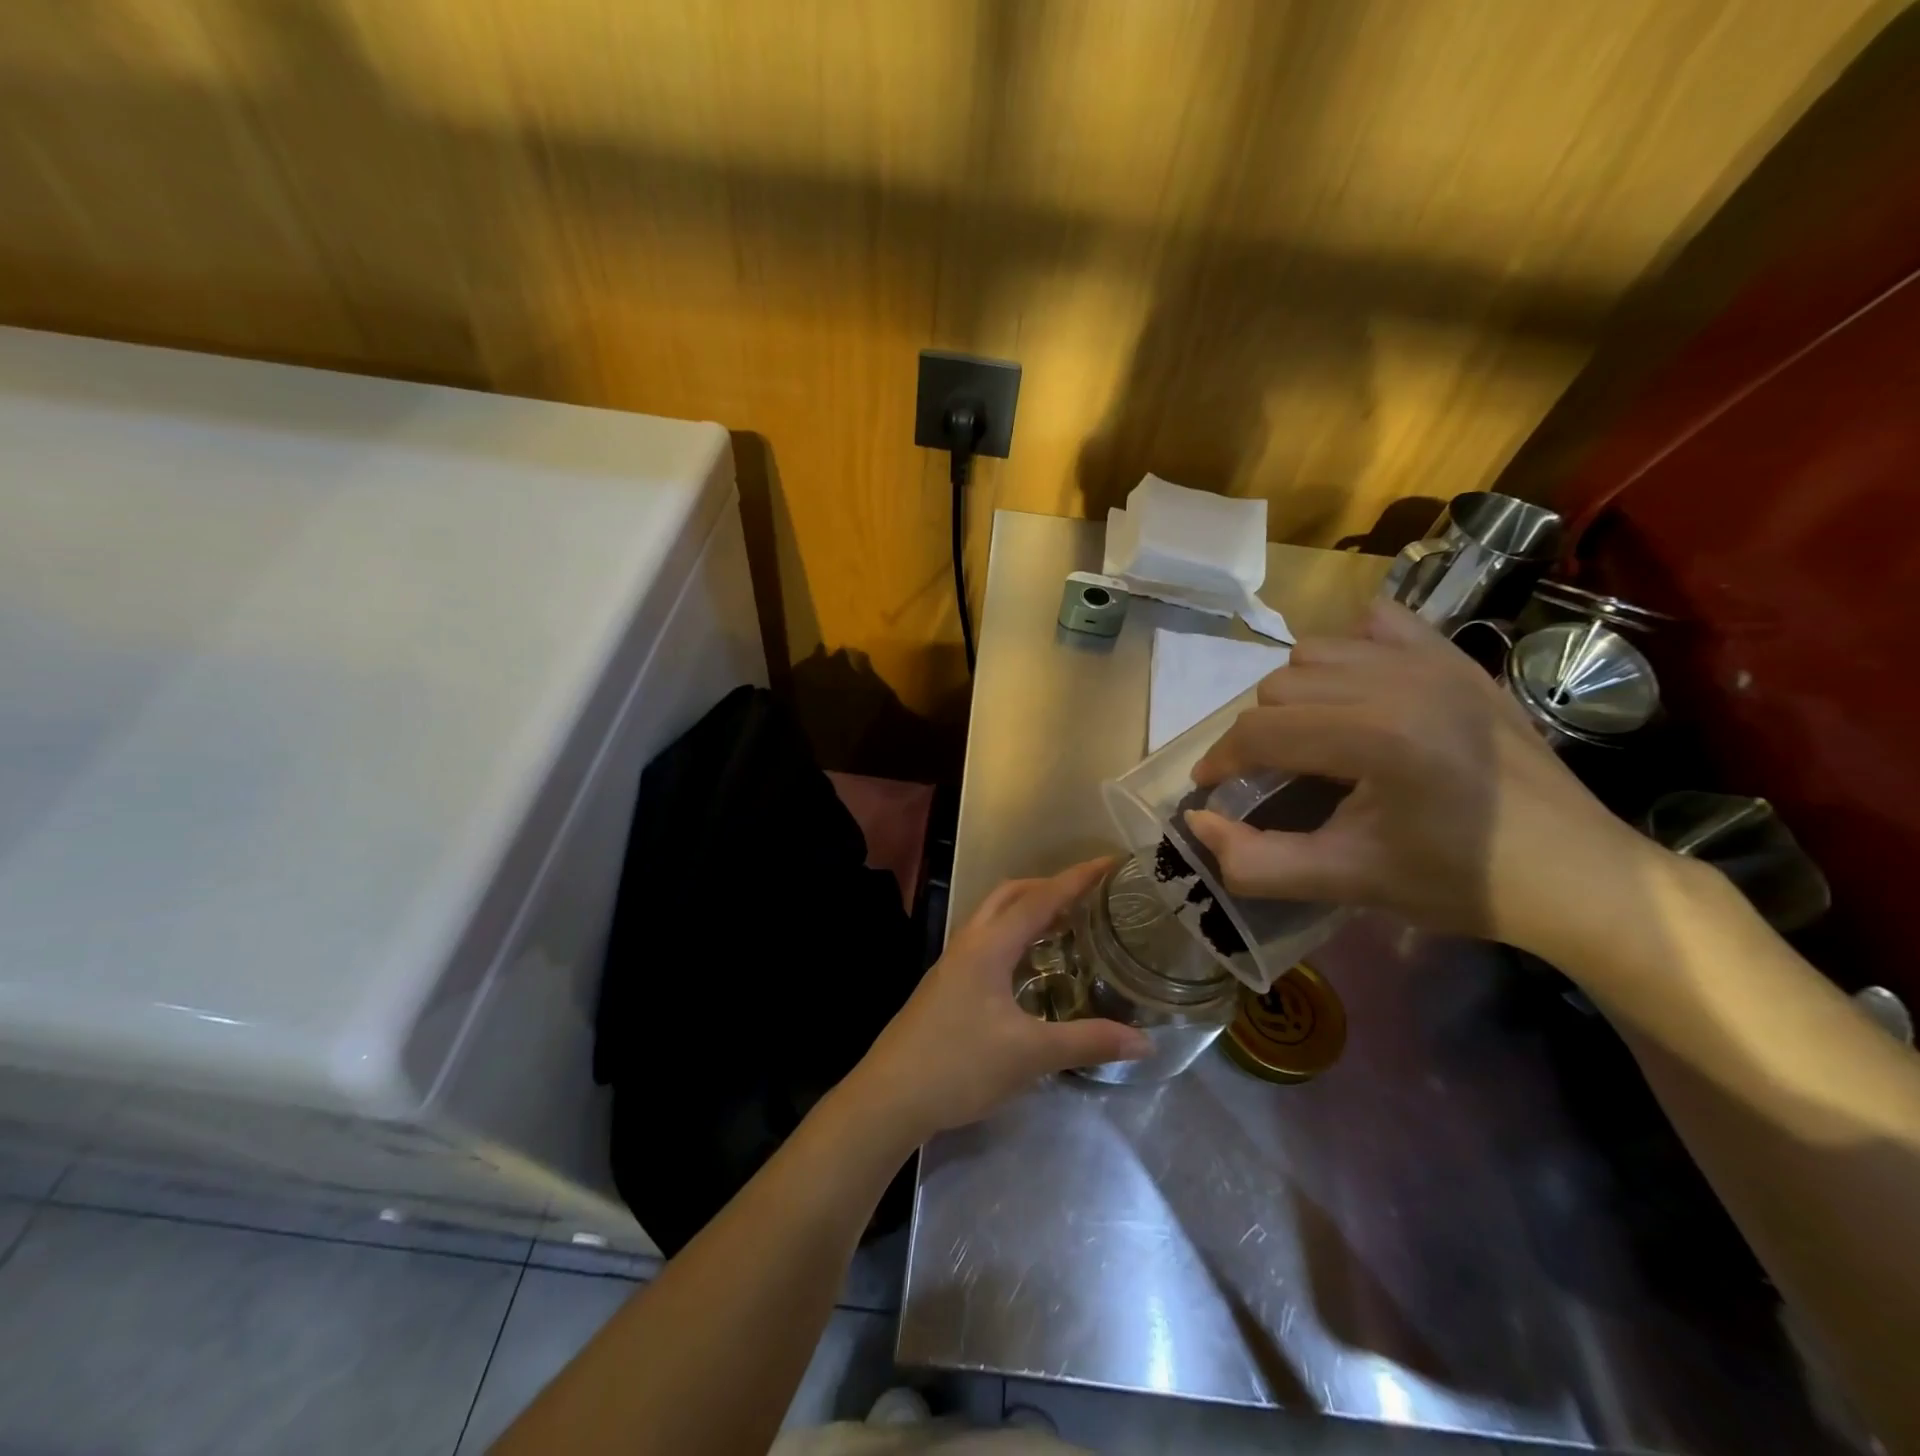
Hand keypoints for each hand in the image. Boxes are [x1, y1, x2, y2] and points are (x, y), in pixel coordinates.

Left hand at [843, 859, 1151, 1146]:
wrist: (890, 1096)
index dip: (1077, 879)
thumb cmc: (959, 1065)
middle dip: (1049, 886)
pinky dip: (1014, 935)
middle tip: (1088, 896)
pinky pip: (987, 940)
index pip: (1040, 898)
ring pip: (994, 916)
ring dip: (1028, 909)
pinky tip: (1029, 966)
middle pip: (1010, 894)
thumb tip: (1145, 1041)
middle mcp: (969, 942)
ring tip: (1066, 925)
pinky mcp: (946, 984)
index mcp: (989, 946)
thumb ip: (1088, 1042)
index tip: (1110, 863)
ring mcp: (953, 962)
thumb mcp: (1029, 1054)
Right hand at [1186, 599, 1658, 956]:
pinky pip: (1377, 624)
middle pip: (1280, 686)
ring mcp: (1436, 662)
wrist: (1580, 877)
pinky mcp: (1458, 658)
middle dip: (1258, 733)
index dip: (1220, 761)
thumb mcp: (1348, 883)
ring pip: (1316, 652)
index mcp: (1378, 739)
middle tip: (1268, 776)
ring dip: (1296, 694)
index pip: (1261, 731)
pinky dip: (1349, 650)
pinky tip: (1356, 692)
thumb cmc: (1461, 884)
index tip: (1211, 789)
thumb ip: (1257, 861)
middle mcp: (1401, 682)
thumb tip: (1197, 821)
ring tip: (1311, 738)